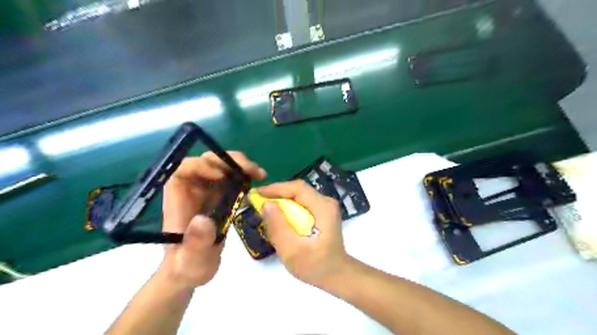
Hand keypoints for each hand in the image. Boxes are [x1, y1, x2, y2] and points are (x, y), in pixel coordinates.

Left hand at [160, 150, 263, 286]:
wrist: (194, 269)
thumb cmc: (187, 266)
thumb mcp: (191, 261)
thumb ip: (196, 244)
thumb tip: (203, 220)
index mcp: (179, 199)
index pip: (183, 170)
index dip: (202, 166)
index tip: (222, 176)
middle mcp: (192, 190)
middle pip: (207, 162)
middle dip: (229, 161)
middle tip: (252, 171)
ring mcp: (207, 191)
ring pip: (222, 166)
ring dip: (240, 165)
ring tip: (259, 174)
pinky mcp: (220, 195)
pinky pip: (232, 177)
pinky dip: (245, 175)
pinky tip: (257, 181)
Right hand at [258, 181, 350, 286]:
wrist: (336, 274)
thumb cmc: (316, 266)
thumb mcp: (292, 250)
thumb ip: (278, 226)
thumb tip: (266, 204)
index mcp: (323, 208)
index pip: (298, 188)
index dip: (276, 188)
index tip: (257, 193)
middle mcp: (326, 202)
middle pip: (298, 190)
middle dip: (277, 194)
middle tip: (258, 202)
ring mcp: (325, 207)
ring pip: (298, 197)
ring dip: (281, 201)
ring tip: (265, 210)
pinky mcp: (322, 213)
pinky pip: (301, 204)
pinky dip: (288, 208)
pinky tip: (279, 218)